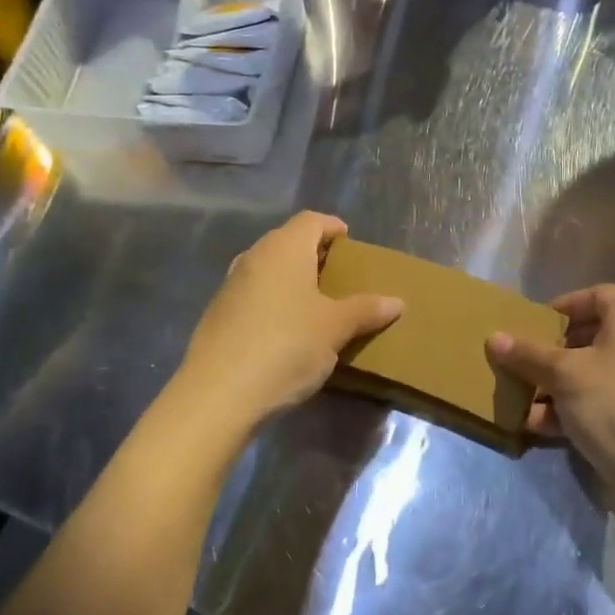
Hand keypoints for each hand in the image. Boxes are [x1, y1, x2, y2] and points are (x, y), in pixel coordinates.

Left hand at [175, 211, 402, 436]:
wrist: (217, 394)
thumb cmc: (286, 346)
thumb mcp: (335, 328)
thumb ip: (366, 310)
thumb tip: (397, 302)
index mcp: (284, 248)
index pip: (312, 220)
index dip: (333, 228)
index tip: (351, 246)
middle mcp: (255, 256)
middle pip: (289, 241)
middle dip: (315, 254)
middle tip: (340, 277)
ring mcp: (231, 284)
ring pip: (269, 268)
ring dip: (293, 279)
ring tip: (317, 305)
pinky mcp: (218, 314)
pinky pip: (254, 294)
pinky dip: (274, 301)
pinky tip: (286, 331)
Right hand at [487, 284, 614, 527]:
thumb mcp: (564, 374)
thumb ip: (527, 354)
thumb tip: (494, 337)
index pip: (594, 296)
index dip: (562, 306)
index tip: (531, 325)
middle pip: (585, 336)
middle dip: (547, 351)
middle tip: (517, 362)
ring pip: (585, 373)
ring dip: (550, 385)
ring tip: (517, 398)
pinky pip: (593, 402)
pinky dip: (566, 410)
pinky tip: (534, 426)